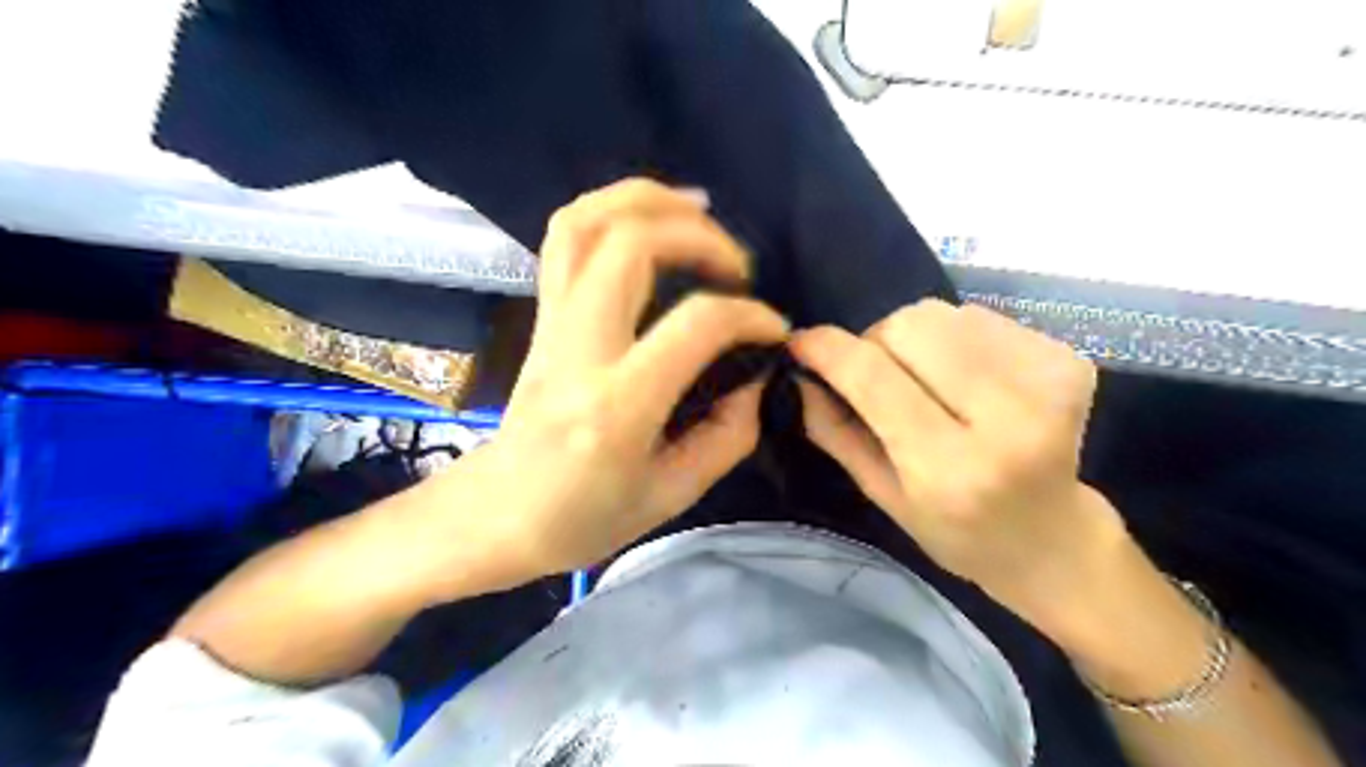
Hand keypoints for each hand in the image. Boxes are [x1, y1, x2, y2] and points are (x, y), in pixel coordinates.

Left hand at [424, 181, 791, 585]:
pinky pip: (565, 237)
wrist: (496, 514)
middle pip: (631, 244)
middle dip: (700, 236)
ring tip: (700, 212)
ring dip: (649, 198)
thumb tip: (757, 379)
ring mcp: (551, 323)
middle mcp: (580, 348)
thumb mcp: (672, 495)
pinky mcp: (541, 315)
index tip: (773, 330)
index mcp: (618, 405)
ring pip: (585, 221)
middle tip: (737, 267)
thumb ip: (729, 436)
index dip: (750, 315)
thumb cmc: (582, 519)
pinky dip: (612, 208)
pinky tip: (652, 221)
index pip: (696, 324)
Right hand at [789, 299, 1131, 634]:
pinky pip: (977, 318)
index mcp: (952, 468)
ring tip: (925, 380)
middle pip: (909, 326)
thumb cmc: (958, 531)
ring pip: (941, 314)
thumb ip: (835, 432)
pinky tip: (966, 378)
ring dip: (913, 338)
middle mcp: (1008, 418)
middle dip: (874, 342)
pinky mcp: (1068, 359)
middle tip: (876, 377)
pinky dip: (952, 338)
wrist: (1054, 539)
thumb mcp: (882, 495)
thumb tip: (800, 374)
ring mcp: (1048, 381)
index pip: (875, 380)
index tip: (801, 341)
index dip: (829, 350)